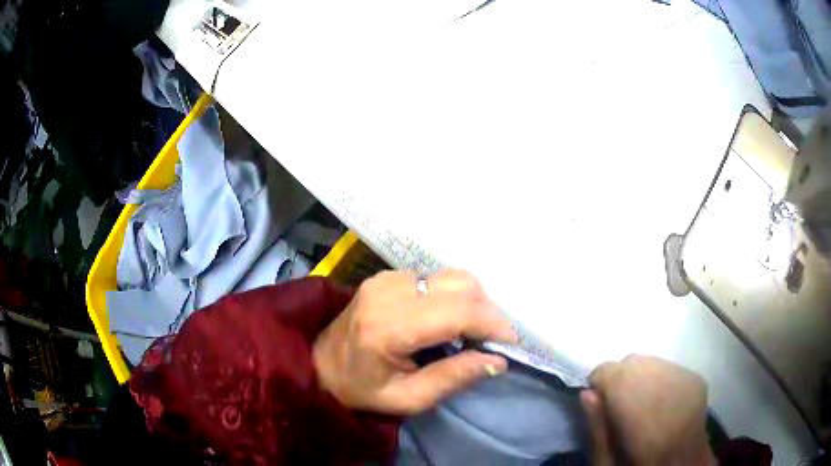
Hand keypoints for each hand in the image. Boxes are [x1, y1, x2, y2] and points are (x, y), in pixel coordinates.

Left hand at [313, 269, 516, 414]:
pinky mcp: (388, 275)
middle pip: (460, 285)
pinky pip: (436, 277)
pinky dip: (453, 296)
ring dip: (473, 302)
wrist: (320, 364)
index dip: (492, 324)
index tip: (511, 344)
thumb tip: (498, 361)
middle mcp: (388, 291)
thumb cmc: (361, 390)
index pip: (456, 312)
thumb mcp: (408, 399)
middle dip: (487, 312)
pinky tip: (449, 320)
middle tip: (493, 341)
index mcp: (388, 327)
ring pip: (451, 277)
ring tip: (472, 332)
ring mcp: (386, 278)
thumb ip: (453, 378)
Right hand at [581, 355, 715, 465]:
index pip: (616, 374)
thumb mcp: (608, 464)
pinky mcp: (698, 379)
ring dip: (638, 376)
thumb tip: (587, 392)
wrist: (683, 465)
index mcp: (644, 422)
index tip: (596, 399)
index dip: (600, 382)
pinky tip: (656, 399)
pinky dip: (655, 377)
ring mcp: (688, 382)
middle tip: (615, 404)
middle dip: (619, 377)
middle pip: (635, 363)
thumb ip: (598, 431)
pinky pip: (667, 366)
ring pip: (651, 361)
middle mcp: (670, 392)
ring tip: (637, 403)